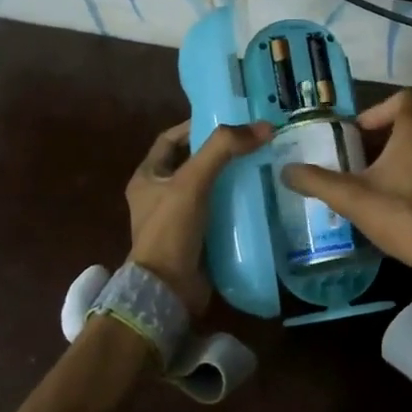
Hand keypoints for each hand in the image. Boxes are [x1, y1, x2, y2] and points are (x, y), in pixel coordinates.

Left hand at [127, 119, 272, 315]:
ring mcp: (178, 220)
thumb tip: (263, 127)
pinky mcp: (197, 240)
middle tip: (254, 143)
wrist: (168, 290)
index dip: (195, 127)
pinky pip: (219, 214)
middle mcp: (159, 196)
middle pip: (193, 163)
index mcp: (147, 177)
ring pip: (209, 189)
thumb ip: (223, 150)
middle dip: (221, 153)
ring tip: (263, 166)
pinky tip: (260, 199)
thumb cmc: (171, 230)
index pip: (170, 140)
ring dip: (232, 179)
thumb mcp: (192, 181)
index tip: (227, 121)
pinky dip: (237, 206)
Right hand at [281, 90, 411, 276]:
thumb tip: (286, 171)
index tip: (358, 132)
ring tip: (375, 173)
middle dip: (386, 130)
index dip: (378, 110)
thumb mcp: (352, 198)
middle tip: (362, 151)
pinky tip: (397, 192)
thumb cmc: (403, 215)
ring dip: (401, 149)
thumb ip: (317, 181)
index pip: (404, 98)